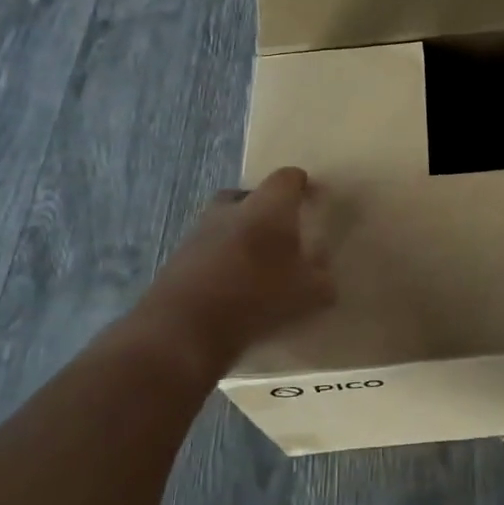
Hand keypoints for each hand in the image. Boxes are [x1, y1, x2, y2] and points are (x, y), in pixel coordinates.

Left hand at [127, 167, 334, 374]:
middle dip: (265, 208)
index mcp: (268, 206)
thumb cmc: (257, 295)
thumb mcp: (308, 294)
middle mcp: (232, 208)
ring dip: (240, 236)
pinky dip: (221, 261)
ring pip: (225, 222)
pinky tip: (232, 287)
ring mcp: (200, 231)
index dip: (302, 185)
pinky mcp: (179, 258)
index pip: (288, 178)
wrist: (185, 326)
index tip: (312, 198)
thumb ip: (322, 282)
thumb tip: (325, 279)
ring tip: (255, 264)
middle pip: (250, 195)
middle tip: (280, 231)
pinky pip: (208, 250)